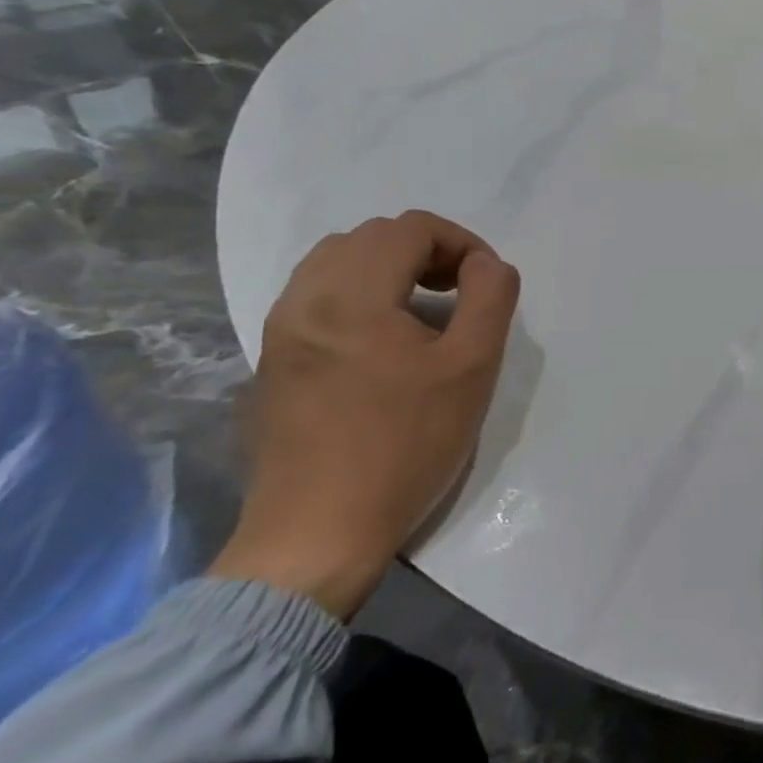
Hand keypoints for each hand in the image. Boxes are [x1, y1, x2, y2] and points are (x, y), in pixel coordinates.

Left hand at [210, 210, 520, 618]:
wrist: (316, 535)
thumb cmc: (405, 447)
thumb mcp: (472, 368)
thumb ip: (490, 297)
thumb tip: (486, 264)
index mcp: (350, 296)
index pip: (410, 228)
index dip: (460, 242)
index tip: (486, 282)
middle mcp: (303, 299)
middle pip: (370, 237)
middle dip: (426, 251)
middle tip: (460, 292)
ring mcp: (279, 330)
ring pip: (337, 261)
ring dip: (389, 268)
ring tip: (424, 309)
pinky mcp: (272, 360)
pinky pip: (316, 295)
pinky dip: (358, 292)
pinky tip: (383, 339)